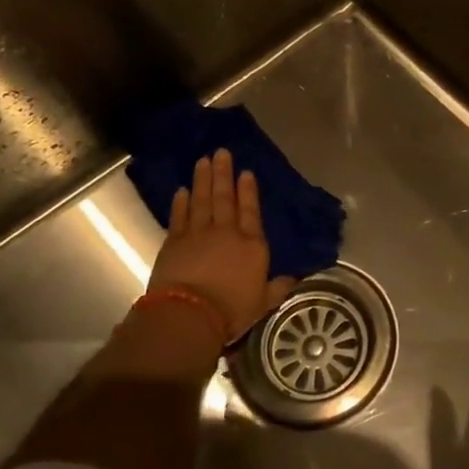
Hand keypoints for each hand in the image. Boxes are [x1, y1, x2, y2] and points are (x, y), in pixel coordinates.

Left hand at [145, 148, 295, 346]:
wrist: (190, 315)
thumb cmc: (231, 310)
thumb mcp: (263, 302)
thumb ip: (277, 287)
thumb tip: (293, 278)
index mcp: (252, 245)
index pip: (251, 211)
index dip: (249, 191)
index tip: (246, 172)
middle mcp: (226, 232)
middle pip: (225, 198)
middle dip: (224, 174)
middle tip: (221, 153)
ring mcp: (198, 234)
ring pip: (202, 200)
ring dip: (203, 180)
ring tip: (203, 161)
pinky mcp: (174, 242)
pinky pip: (179, 216)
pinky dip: (181, 203)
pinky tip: (182, 190)